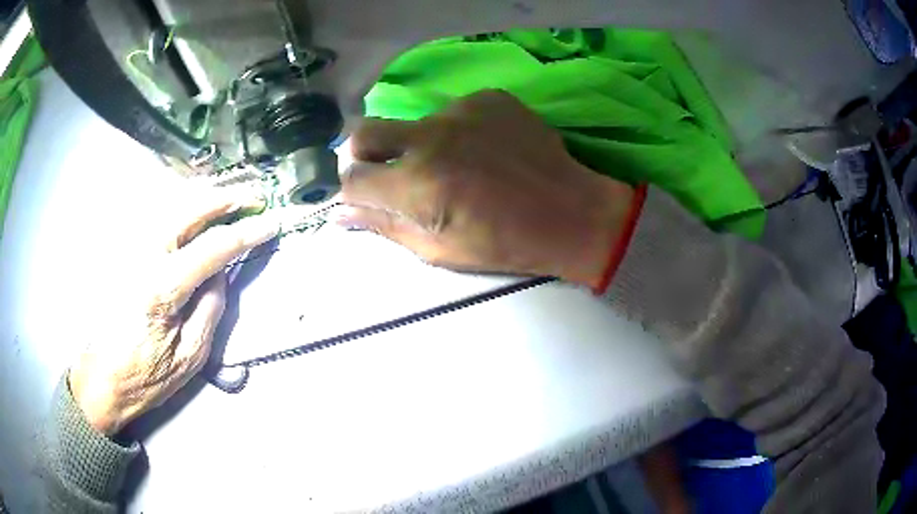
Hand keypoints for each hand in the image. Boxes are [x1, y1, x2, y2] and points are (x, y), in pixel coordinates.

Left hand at [68, 186, 278, 434]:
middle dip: (227, 197)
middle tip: (254, 197)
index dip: (247, 232)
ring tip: (231, 196)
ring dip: (206, 195)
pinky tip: (197, 207)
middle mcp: (145, 255)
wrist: (102, 377)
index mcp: (163, 287)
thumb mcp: (190, 355)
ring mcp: (131, 248)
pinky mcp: (124, 250)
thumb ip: (210, 307)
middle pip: (190, 207)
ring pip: (172, 203)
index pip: (213, 246)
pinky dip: (183, 204)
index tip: (272, 222)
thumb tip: (220, 270)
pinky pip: (158, 215)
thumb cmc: (146, 375)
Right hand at [339, 90, 634, 286]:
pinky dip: (457, 131)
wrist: (572, 213)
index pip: (351, 178)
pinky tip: (484, 150)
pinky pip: (453, 112)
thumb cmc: (506, 243)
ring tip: (458, 165)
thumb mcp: (440, 249)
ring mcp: (462, 110)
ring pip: (414, 123)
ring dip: (420, 145)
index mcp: (419, 184)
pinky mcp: (488, 98)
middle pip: (364, 133)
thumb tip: (341, 214)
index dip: (351, 191)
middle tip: (389, 173)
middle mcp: (431, 137)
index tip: (365, 198)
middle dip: (364, 155)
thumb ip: (386, 226)